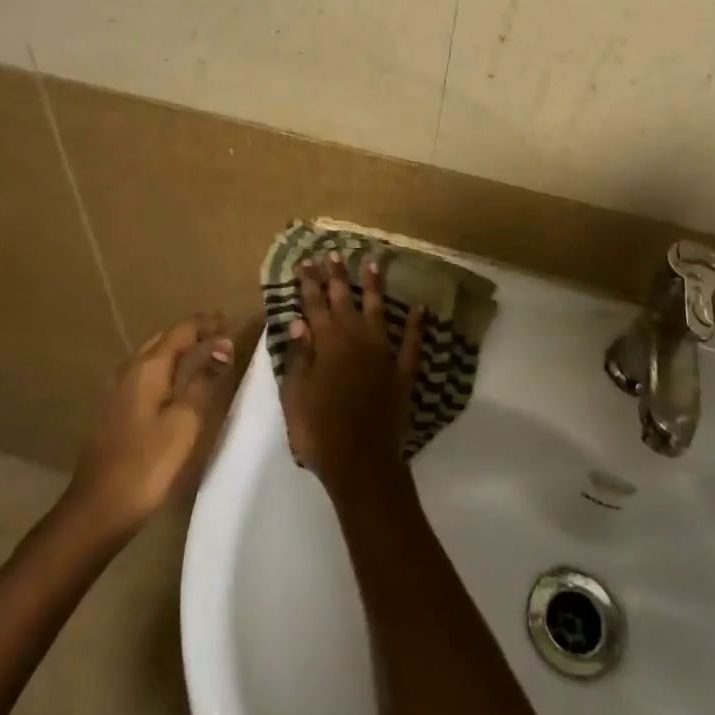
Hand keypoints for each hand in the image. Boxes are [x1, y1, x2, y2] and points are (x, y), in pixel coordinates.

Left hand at [68, 314, 239, 539]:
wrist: (98, 509)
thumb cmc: (147, 463)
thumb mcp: (185, 421)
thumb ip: (204, 380)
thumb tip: (223, 345)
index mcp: (148, 367)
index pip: (181, 331)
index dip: (206, 323)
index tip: (230, 319)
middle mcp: (129, 370)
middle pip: (164, 339)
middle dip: (192, 332)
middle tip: (220, 333)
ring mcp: (118, 391)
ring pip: (152, 356)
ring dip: (178, 350)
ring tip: (203, 353)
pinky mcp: (115, 411)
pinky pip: (146, 374)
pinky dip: (167, 368)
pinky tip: (176, 383)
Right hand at [280, 253, 425, 499]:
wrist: (361, 462)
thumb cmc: (319, 431)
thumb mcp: (295, 395)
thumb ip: (298, 356)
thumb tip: (298, 320)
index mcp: (326, 345)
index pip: (314, 305)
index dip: (310, 283)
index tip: (307, 262)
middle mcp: (355, 340)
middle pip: (344, 301)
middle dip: (337, 276)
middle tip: (335, 253)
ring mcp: (382, 354)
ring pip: (378, 311)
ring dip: (374, 287)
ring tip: (373, 263)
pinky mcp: (403, 372)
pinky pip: (411, 343)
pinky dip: (415, 324)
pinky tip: (419, 307)